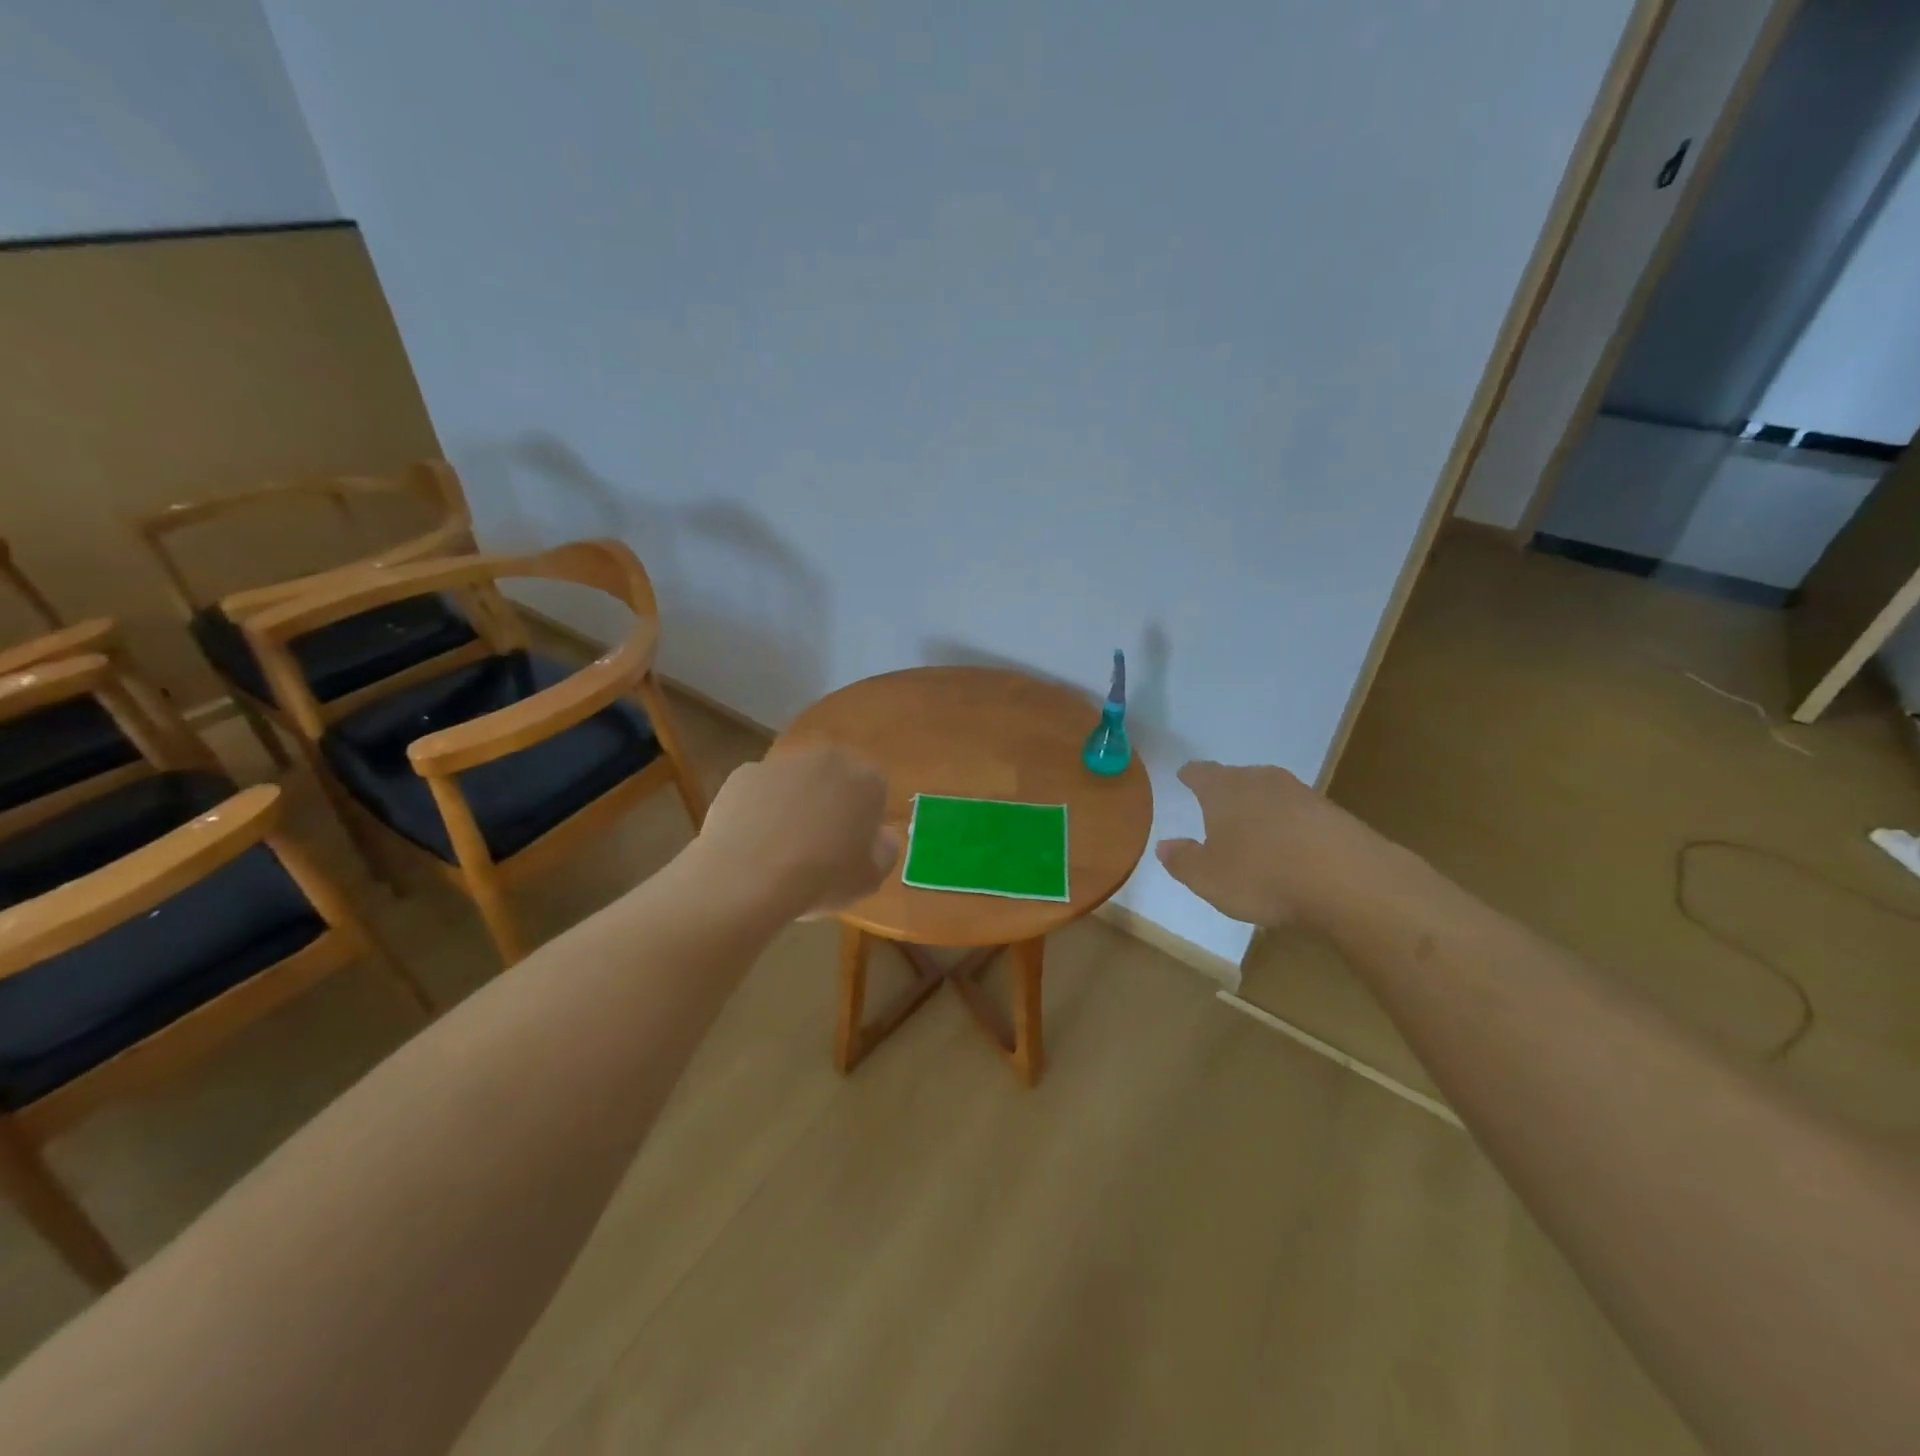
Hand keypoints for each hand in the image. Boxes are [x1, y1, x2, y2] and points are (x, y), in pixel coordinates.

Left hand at [694, 745, 900, 918]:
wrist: (748, 877)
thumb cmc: (822, 878)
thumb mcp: (871, 879)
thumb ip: (886, 850)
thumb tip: (882, 835)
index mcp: (867, 780)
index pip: (875, 792)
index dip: (863, 821)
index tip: (852, 848)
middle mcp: (828, 759)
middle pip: (834, 779)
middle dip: (829, 803)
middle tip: (818, 845)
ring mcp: (783, 762)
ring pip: (796, 781)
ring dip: (793, 803)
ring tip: (780, 847)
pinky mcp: (745, 772)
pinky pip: (760, 790)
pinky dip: (759, 808)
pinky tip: (752, 841)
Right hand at [1155, 761, 1391, 928]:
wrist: (1348, 879)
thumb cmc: (1262, 874)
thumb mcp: (1208, 878)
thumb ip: (1183, 861)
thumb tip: (1164, 846)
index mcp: (1224, 789)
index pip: (1200, 773)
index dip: (1190, 775)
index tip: (1184, 776)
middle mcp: (1260, 781)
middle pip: (1237, 778)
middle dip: (1226, 791)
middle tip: (1216, 808)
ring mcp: (1301, 794)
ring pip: (1270, 794)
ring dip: (1260, 808)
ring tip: (1253, 830)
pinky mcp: (1333, 814)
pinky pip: (1299, 814)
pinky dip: (1289, 826)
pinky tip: (1290, 847)